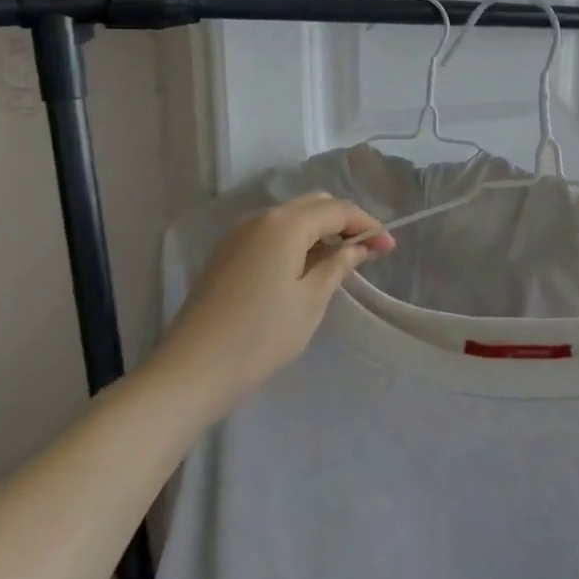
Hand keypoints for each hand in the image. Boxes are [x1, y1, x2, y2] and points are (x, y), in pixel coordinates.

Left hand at [139, 194, 393, 423]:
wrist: (188, 373)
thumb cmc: (259, 337)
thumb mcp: (310, 301)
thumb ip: (338, 265)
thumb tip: (357, 246)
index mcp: (285, 224)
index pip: (338, 210)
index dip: (368, 225)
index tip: (389, 249)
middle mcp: (260, 219)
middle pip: (314, 205)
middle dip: (344, 222)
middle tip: (367, 252)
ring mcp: (238, 236)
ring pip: (291, 218)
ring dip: (320, 232)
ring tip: (340, 263)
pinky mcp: (225, 256)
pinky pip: (271, 234)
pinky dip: (296, 242)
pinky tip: (304, 270)